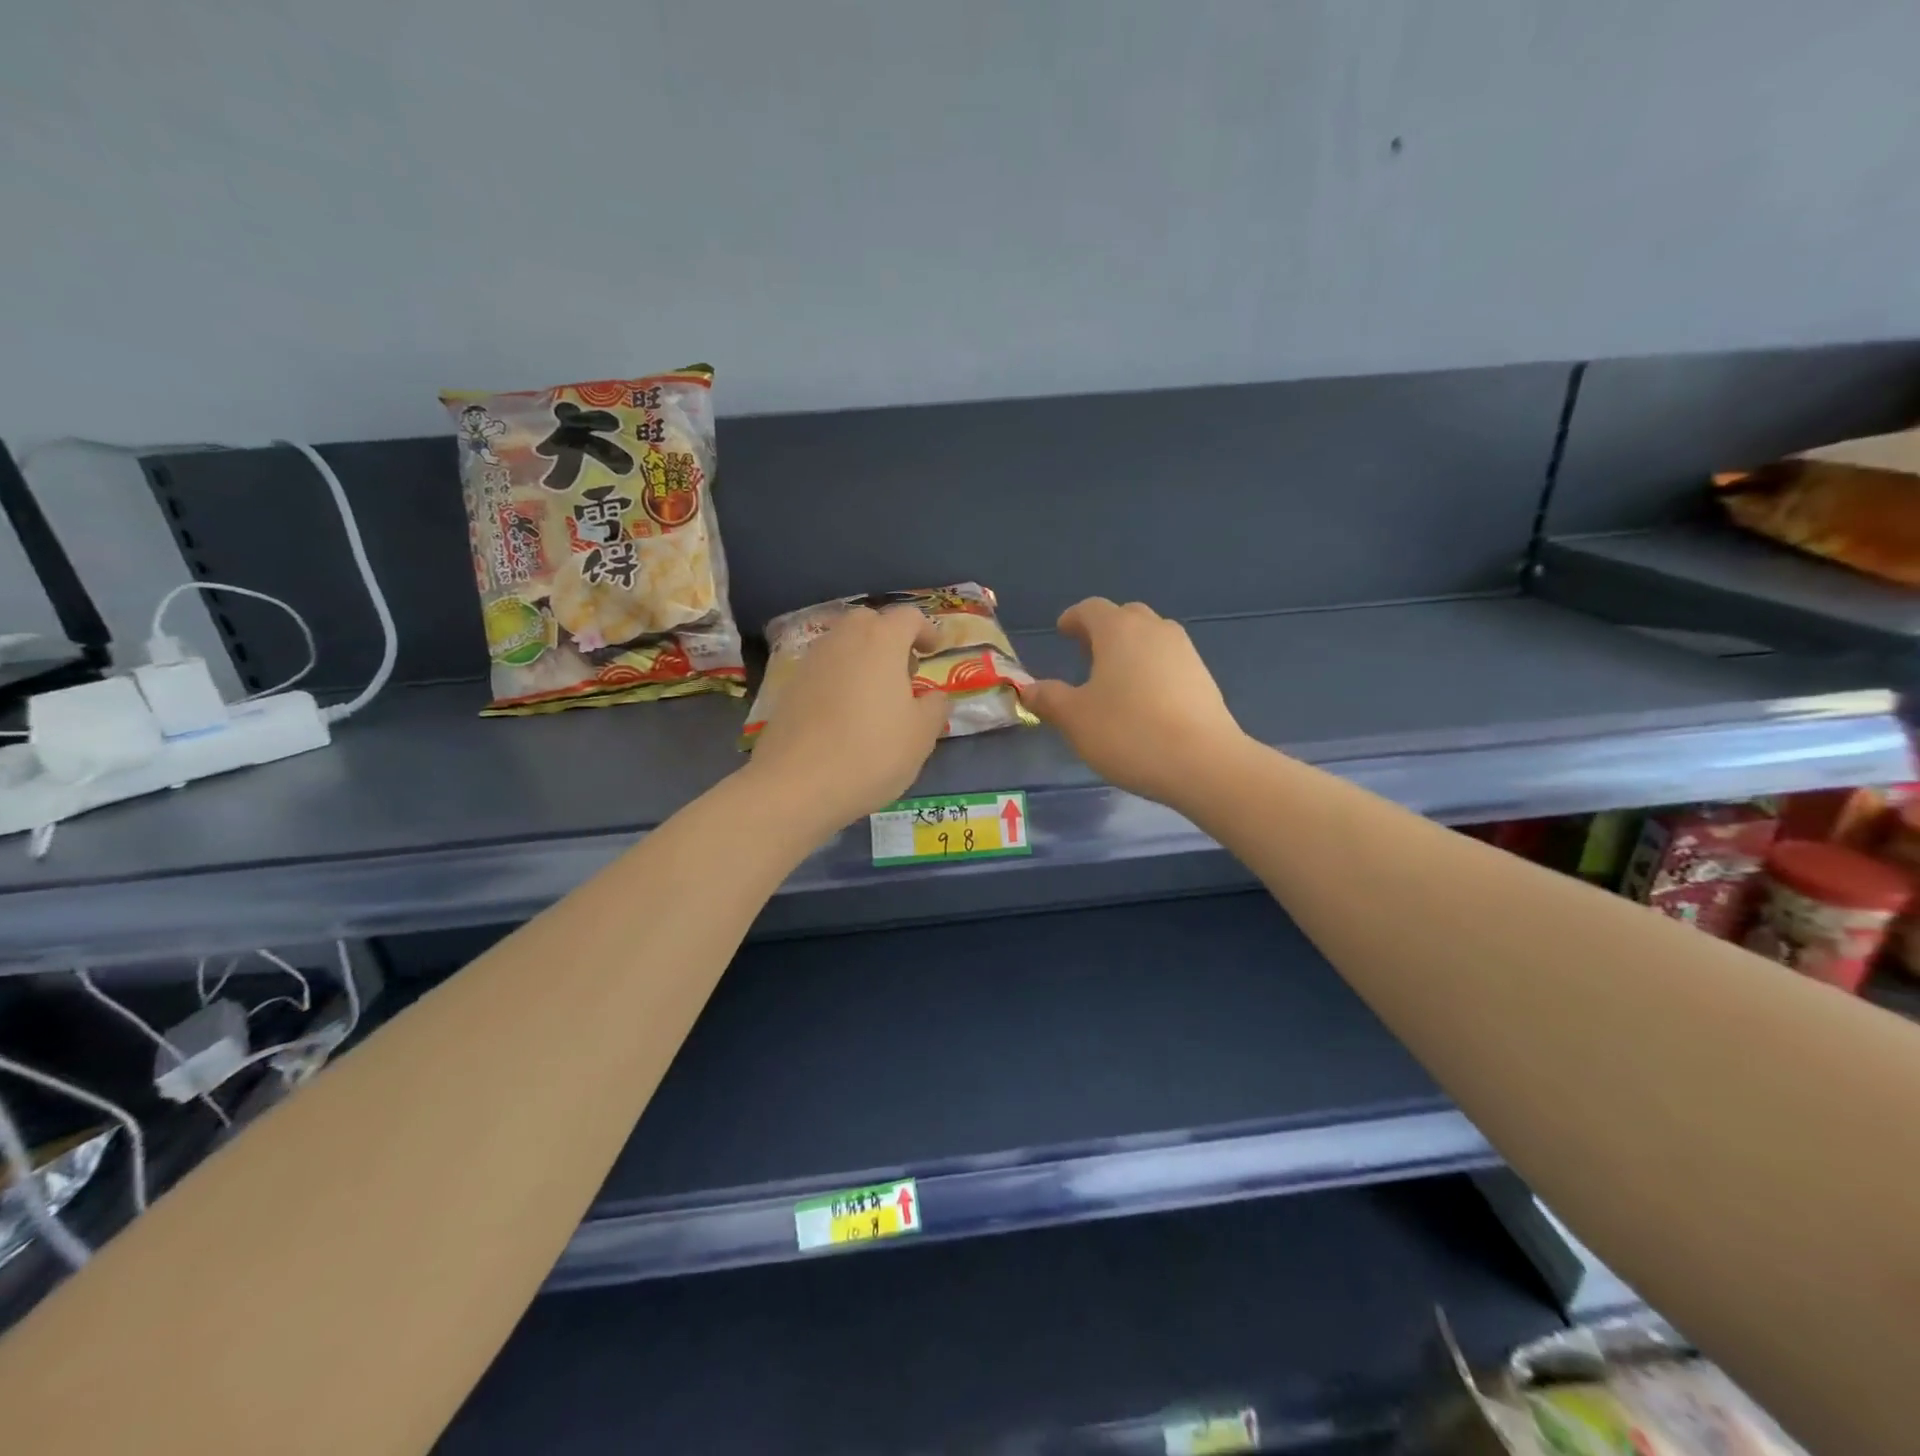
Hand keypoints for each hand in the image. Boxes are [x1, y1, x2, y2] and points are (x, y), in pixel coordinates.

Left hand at [746, 605, 948, 835]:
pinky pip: (824, 668)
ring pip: (843, 644)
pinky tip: (846, 713)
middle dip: (890, 638)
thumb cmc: (872, 753)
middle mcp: (843, 639)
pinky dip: (840, 678)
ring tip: (877, 695)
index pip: (908, 617)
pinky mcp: (790, 686)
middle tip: (904, 671)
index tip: (934, 651)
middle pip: (870, 622)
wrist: (797, 784)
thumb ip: (935, 707)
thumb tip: (933, 696)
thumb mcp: (921, 735)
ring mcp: (811, 660)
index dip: (926, 630)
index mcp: (881, 641)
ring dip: (863, 658)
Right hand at [1019, 598, 1247, 807]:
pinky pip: (1170, 662)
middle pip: (1126, 617)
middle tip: (1086, 652)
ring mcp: (1185, 652)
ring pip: (1152, 637)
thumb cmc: (1128, 732)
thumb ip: (1049, 698)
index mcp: (1119, 630)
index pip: (1091, 609)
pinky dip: (1152, 669)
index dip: (1073, 618)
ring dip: (1131, 648)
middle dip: (1104, 629)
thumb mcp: (1074, 718)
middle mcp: (1155, 630)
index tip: (1062, 631)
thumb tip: (1028, 688)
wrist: (1203, 762)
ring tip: (1115, 677)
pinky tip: (1144, 700)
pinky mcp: (1204, 678)